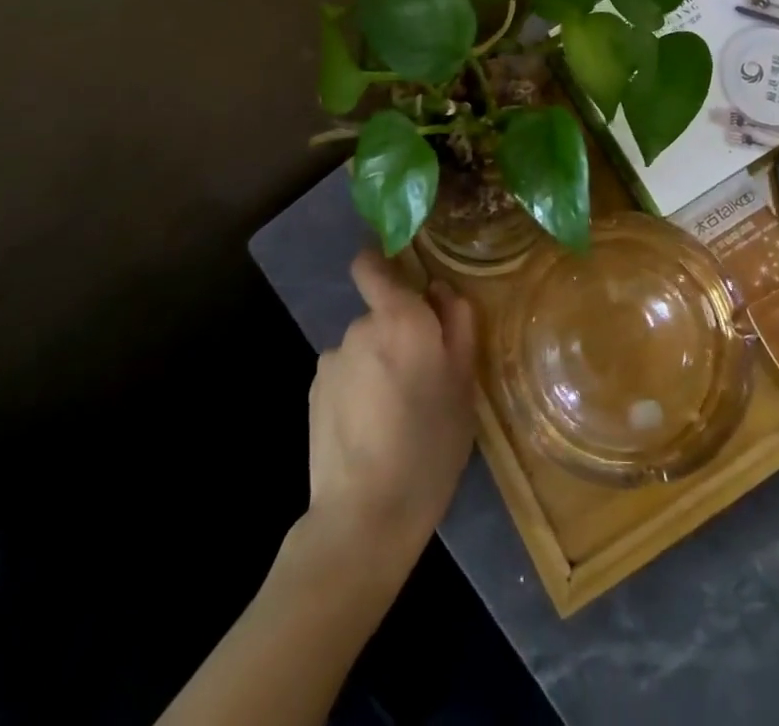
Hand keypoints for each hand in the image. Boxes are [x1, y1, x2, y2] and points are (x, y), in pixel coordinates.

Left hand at [306, 251, 477, 577]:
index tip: (403, 281)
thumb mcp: (464, 383)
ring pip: (363, 348)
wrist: (365, 514)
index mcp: (399, 317)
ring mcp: (331, 360)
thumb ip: (457, 323)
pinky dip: (357, 389)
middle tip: (422, 378)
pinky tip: (370, 429)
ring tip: (395, 413)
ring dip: (377, 365)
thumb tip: (440, 289)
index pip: (370, 264)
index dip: (381, 264)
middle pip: (379, 314)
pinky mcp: (313, 393)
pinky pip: (344, 375)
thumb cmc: (430, 443)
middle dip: (397, 334)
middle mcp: (359, 327)